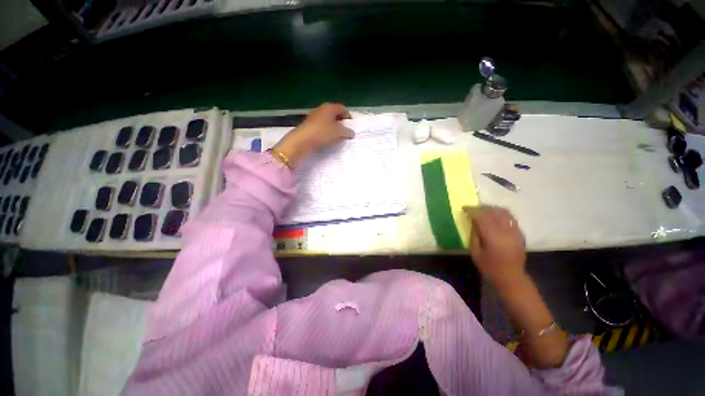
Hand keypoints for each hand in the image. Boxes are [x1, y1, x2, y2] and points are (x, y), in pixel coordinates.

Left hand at [272, 103, 354, 166]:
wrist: (302, 140)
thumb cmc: (322, 132)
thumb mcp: (338, 132)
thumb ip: (347, 132)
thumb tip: (352, 133)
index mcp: (329, 107)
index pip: (342, 108)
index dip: (348, 116)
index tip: (352, 125)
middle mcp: (321, 109)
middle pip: (334, 114)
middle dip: (341, 122)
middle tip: (346, 131)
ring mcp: (314, 117)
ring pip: (327, 120)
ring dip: (333, 127)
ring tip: (337, 136)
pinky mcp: (309, 126)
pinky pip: (321, 127)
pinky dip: (326, 131)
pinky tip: (328, 139)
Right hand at [464, 206, 526, 288]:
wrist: (512, 278)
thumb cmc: (490, 267)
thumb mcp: (476, 252)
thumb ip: (474, 235)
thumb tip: (473, 221)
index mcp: (494, 238)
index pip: (482, 217)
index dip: (472, 210)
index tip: (464, 208)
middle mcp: (507, 231)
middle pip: (493, 212)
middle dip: (481, 208)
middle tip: (471, 209)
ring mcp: (515, 231)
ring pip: (503, 212)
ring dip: (491, 208)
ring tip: (482, 210)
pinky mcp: (520, 233)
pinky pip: (510, 217)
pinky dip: (500, 213)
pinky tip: (493, 216)